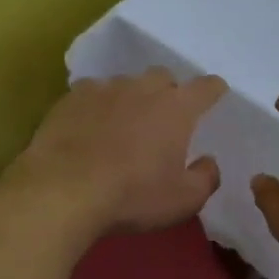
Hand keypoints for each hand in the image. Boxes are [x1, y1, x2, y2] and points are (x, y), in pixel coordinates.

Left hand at [4, 68, 228, 234]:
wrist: (63, 190)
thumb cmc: (132, 196)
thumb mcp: (183, 200)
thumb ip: (205, 178)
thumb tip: (208, 161)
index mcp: (177, 108)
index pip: (206, 87)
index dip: (213, 90)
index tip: (215, 95)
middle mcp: (143, 88)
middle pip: (163, 78)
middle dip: (168, 93)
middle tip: (164, 119)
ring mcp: (104, 89)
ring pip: (125, 83)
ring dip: (130, 99)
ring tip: (123, 124)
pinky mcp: (71, 98)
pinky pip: (92, 93)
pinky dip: (97, 106)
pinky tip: (89, 126)